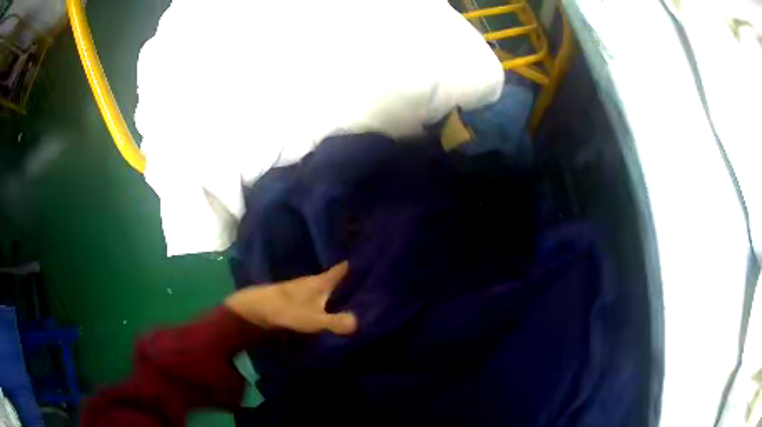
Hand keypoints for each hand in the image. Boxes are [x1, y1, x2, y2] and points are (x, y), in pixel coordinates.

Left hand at [224, 261, 357, 334]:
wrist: (255, 310)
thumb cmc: (287, 311)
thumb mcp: (314, 319)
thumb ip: (336, 321)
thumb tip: (358, 322)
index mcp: (320, 282)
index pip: (340, 269)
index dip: (353, 263)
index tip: (367, 256)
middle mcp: (311, 281)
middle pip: (332, 277)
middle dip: (347, 277)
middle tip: (366, 278)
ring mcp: (300, 289)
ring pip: (323, 285)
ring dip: (335, 287)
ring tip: (351, 291)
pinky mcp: (293, 298)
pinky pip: (315, 294)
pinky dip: (324, 296)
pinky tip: (328, 304)